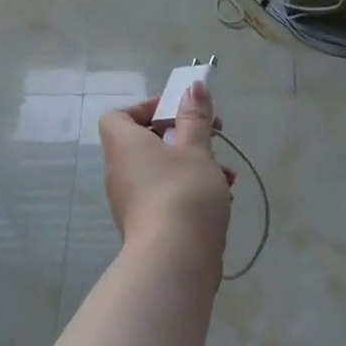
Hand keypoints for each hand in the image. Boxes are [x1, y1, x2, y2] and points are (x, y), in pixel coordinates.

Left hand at [100, 83, 235, 270]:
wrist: (175, 259)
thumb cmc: (183, 192)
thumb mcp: (196, 149)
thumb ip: (195, 116)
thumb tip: (193, 86)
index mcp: (125, 146)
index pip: (119, 116)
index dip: (147, 108)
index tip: (180, 112)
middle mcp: (121, 171)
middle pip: (147, 143)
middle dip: (184, 138)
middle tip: (214, 137)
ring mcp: (132, 201)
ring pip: (163, 171)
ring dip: (195, 166)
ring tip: (227, 175)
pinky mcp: (148, 224)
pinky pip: (167, 195)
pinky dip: (191, 191)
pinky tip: (222, 198)